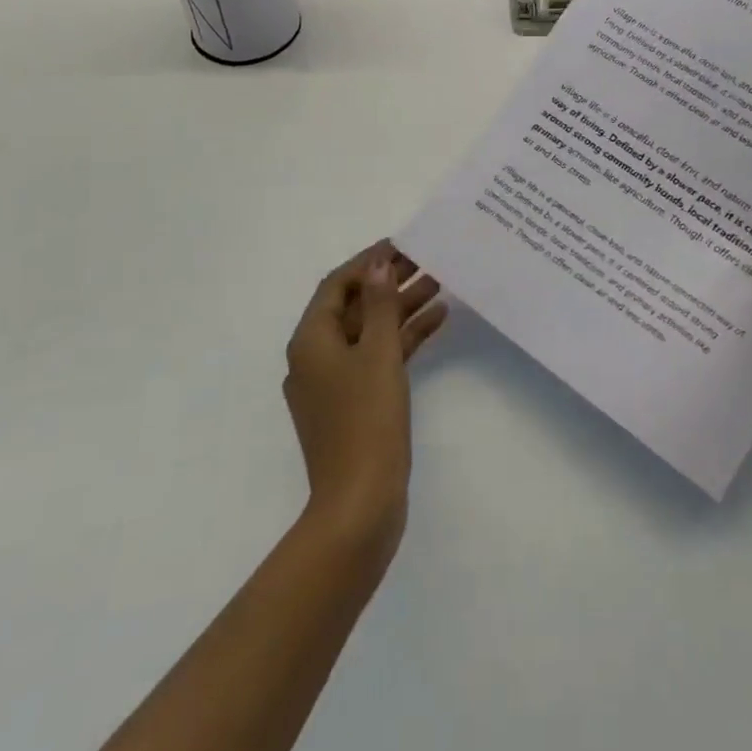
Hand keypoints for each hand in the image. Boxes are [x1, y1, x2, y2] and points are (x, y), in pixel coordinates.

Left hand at [284, 240, 445, 567]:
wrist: (360, 505)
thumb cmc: (366, 421)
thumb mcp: (378, 353)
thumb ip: (381, 305)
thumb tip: (377, 263)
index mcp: (311, 341)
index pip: (337, 284)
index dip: (368, 261)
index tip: (401, 245)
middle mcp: (317, 356)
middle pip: (355, 306)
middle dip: (389, 282)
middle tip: (427, 261)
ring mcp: (335, 383)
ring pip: (371, 332)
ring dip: (401, 308)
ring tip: (440, 284)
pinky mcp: (355, 404)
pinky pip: (378, 358)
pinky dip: (403, 339)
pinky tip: (437, 321)